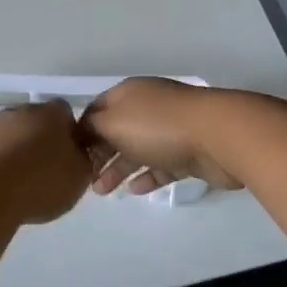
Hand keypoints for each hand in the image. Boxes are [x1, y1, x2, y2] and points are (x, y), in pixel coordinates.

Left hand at [0, 101, 91, 225]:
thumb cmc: (40, 182)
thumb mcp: (79, 176)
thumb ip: (84, 159)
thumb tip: (77, 151)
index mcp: (51, 113)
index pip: (66, 113)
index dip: (70, 134)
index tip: (70, 158)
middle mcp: (20, 111)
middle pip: (37, 122)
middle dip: (42, 142)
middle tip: (48, 172)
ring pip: (12, 136)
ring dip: (18, 153)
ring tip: (22, 184)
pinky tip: (1, 187)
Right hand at [79, 78, 244, 196]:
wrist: (218, 137)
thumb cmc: (158, 127)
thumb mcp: (113, 122)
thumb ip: (91, 127)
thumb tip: (80, 131)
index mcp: (129, 94)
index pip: (96, 109)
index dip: (81, 130)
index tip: (68, 155)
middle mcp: (149, 108)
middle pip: (116, 131)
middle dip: (99, 155)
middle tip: (85, 179)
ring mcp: (171, 130)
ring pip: (138, 150)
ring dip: (119, 169)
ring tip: (102, 192)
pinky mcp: (189, 153)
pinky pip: (162, 166)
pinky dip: (147, 177)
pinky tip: (135, 191)